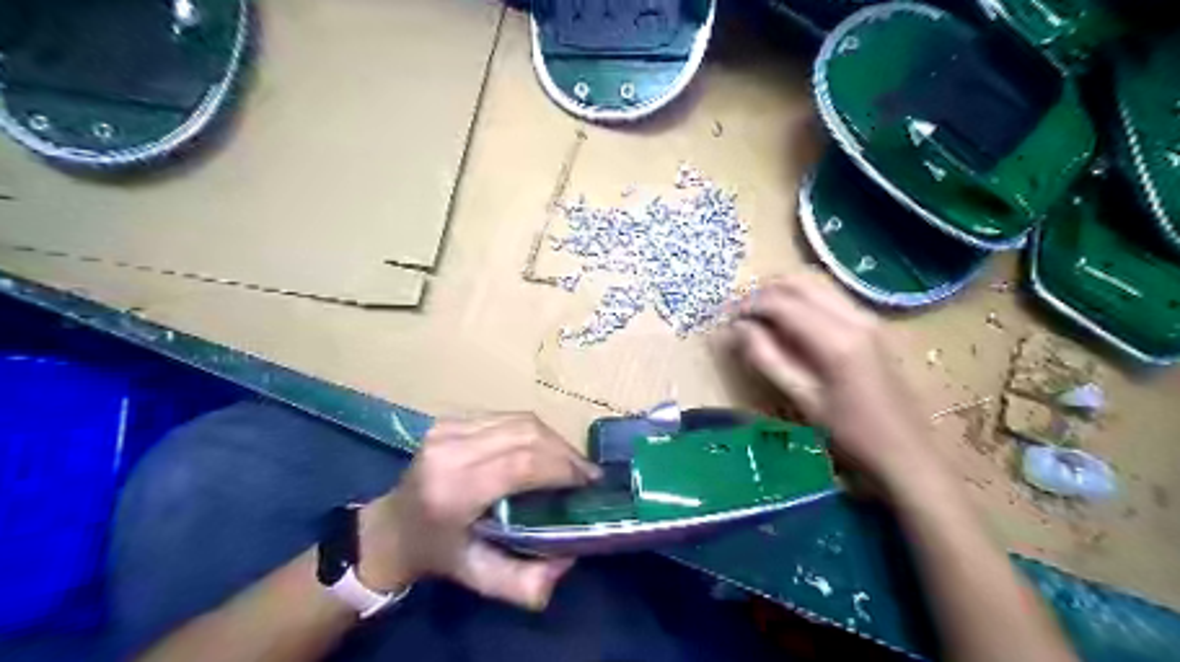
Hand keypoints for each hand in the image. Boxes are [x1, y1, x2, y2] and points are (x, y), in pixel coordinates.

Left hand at [358, 413, 601, 608]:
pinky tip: (542, 450)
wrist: (391, 528)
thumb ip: (525, 582)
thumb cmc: (438, 554)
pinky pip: (507, 417)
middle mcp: (449, 451)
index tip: (589, 483)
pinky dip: (533, 432)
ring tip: (569, 462)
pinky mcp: (451, 420)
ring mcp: (448, 429)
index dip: (562, 467)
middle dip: (565, 452)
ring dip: (553, 439)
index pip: (521, 463)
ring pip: (520, 420)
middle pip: (526, 434)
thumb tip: (569, 558)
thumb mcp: (478, 577)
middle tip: (586, 474)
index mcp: (453, 490)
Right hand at [729, 274, 942, 496]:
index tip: (727, 320)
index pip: (781, 302)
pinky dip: (803, 301)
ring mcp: (868, 318)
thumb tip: (737, 329)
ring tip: (759, 317)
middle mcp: (854, 317)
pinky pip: (830, 298)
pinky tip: (789, 324)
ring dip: (783, 293)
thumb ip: (767, 358)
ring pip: (816, 285)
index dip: (748, 306)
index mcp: (836, 338)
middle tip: (740, 314)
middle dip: (764, 292)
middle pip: (800, 283)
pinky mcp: (872, 326)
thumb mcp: (802, 400)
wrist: (908, 453)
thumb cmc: (851, 434)